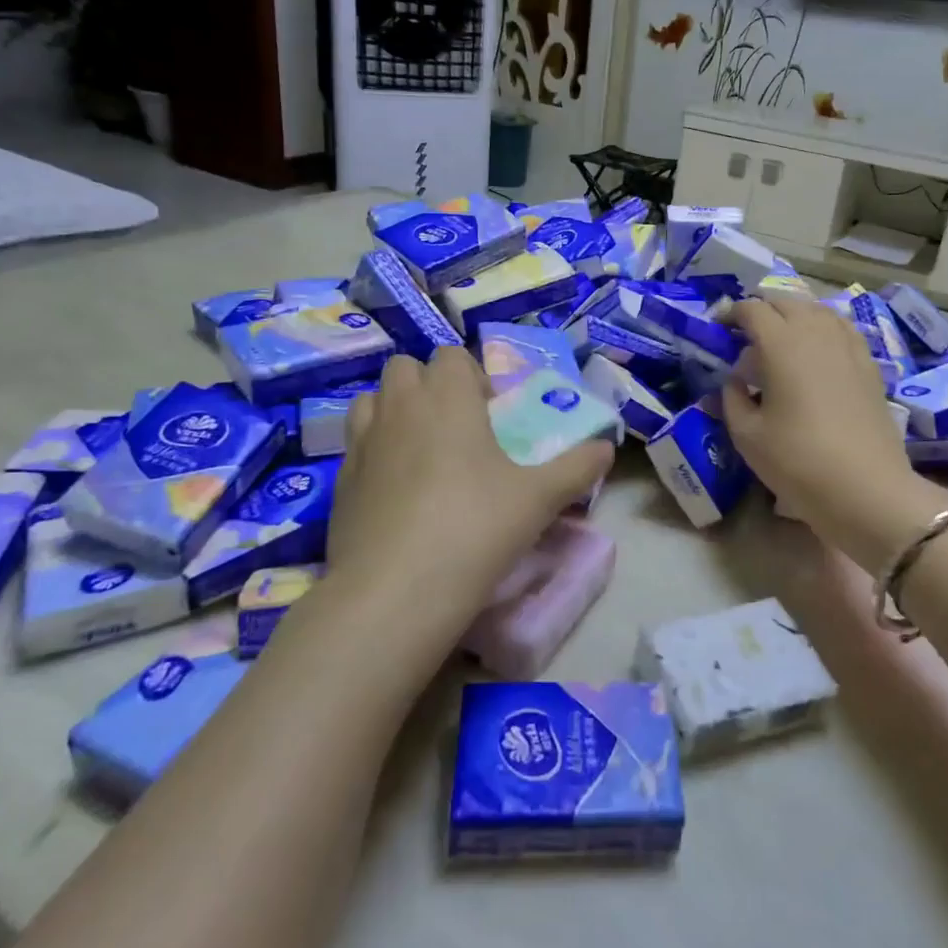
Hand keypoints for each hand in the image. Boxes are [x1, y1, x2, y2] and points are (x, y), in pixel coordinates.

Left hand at [328, 348, 613, 628]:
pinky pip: (356, 446)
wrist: (395, 591)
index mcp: (447, 397)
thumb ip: (577, 468)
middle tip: (456, 428)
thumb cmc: (475, 527)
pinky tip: (396, 493)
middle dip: (429, 385)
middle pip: (405, 368)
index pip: (450, 356)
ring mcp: (362, 442)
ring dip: (395, 411)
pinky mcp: (339, 481)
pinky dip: (375, 452)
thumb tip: (608, 448)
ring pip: (372, 401)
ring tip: (421, 452)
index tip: (489, 413)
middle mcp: (399, 407)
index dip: (470, 376)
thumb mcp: (539, 499)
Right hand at [722, 296, 947, 567]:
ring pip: (817, 310)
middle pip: (786, 302)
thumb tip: (733, 381)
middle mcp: (816, 332)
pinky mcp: (869, 364)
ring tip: (781, 338)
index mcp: (781, 343)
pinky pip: (842, 329)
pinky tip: (817, 351)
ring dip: (794, 315)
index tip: (718, 327)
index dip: (731, 313)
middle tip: (745, 332)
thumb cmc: (798, 460)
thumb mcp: (747, 435)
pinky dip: (822, 328)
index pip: (752, 309)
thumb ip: (732, 399)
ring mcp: (848, 346)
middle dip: (762, 309)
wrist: (867, 488)